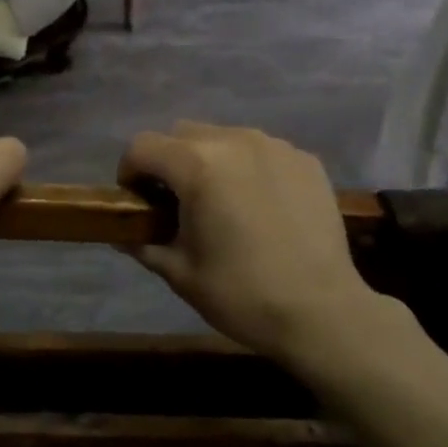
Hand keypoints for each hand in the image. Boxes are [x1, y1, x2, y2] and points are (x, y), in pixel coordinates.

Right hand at [118, 122, 410, 367]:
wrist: (323, 312)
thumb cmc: (242, 294)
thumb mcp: (179, 273)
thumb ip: (144, 243)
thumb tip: (124, 234)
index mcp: (197, 165)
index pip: (142, 146)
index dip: (130, 172)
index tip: (138, 201)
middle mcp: (234, 141)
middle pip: (182, 134)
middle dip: (169, 162)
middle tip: (177, 202)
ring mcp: (275, 146)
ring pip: (223, 137)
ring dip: (210, 160)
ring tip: (222, 202)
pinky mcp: (305, 159)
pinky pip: (261, 150)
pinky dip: (248, 167)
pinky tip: (260, 205)